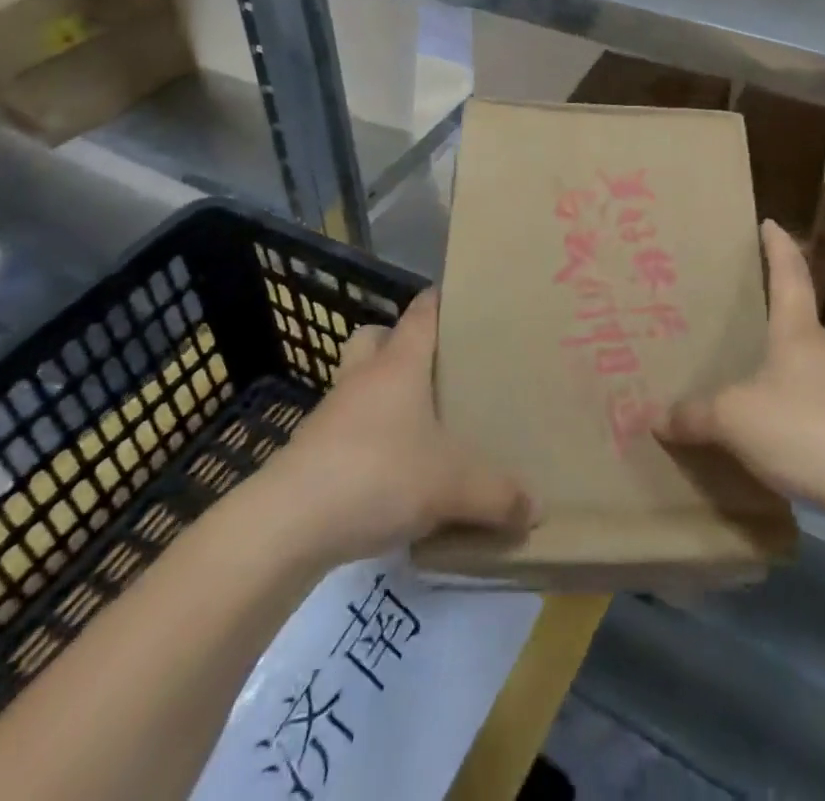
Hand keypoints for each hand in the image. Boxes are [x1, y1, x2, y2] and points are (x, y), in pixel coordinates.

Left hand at [263, 290, 532, 565]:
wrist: (287, 524)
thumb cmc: (377, 475)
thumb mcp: (452, 487)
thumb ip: (498, 495)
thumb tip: (536, 509)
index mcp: (399, 365)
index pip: (422, 312)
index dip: (441, 301)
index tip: (465, 300)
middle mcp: (363, 377)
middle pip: (375, 337)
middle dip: (399, 344)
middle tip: (434, 369)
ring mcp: (331, 414)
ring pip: (356, 383)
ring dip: (379, 394)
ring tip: (416, 425)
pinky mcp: (311, 452)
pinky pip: (344, 429)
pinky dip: (365, 440)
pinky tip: (390, 474)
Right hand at [658, 220, 824, 519]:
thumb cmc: (805, 428)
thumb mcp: (735, 419)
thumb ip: (695, 415)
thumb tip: (657, 417)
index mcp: (797, 331)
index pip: (789, 273)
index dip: (778, 245)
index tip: (770, 222)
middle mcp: (824, 350)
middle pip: (796, 317)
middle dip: (770, 308)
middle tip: (735, 307)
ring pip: (804, 362)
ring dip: (778, 360)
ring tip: (745, 370)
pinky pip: (812, 400)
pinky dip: (790, 400)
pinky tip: (771, 425)